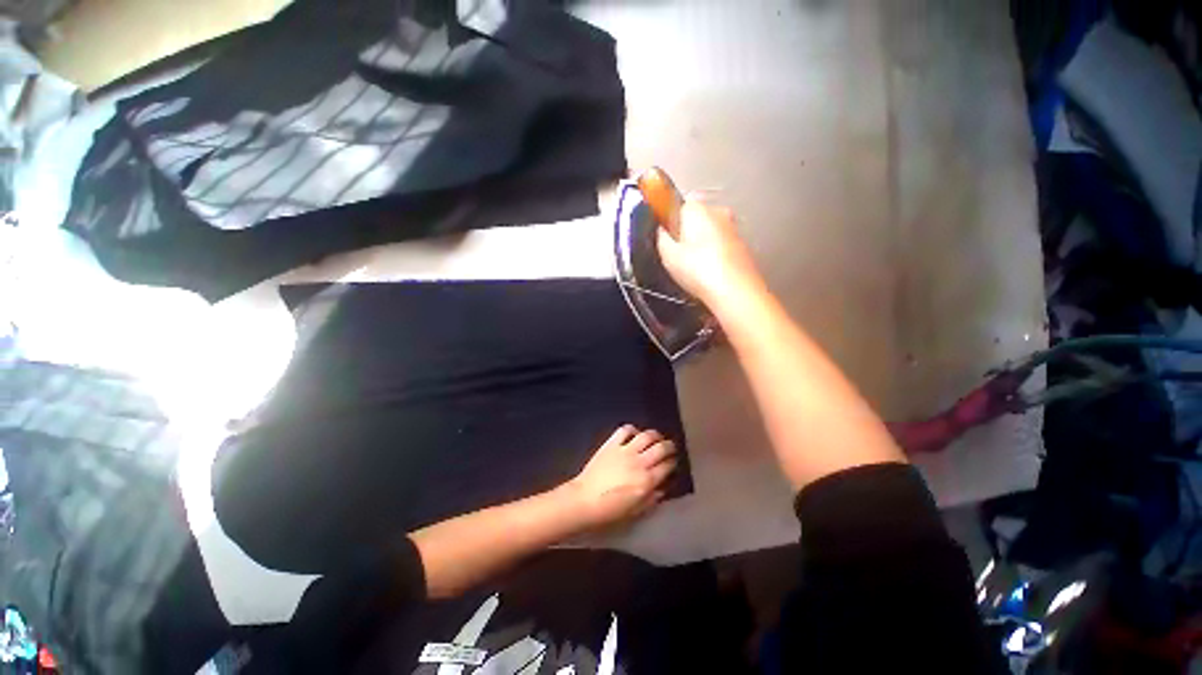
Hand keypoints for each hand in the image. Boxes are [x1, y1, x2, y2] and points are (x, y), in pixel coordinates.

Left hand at [566, 425, 677, 529]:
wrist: (585, 500)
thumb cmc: (610, 510)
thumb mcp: (636, 511)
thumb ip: (652, 498)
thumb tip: (662, 488)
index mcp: (647, 481)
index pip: (667, 466)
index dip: (673, 463)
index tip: (674, 462)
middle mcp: (640, 462)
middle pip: (661, 448)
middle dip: (669, 446)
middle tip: (670, 448)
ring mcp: (625, 450)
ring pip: (646, 436)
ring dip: (655, 435)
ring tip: (657, 437)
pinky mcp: (611, 444)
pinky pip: (625, 430)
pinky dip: (632, 429)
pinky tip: (635, 433)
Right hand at [656, 198, 765, 309]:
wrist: (735, 292)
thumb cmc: (702, 271)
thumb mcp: (668, 255)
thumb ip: (661, 238)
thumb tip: (662, 233)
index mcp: (697, 208)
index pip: (679, 205)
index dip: (670, 222)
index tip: (666, 237)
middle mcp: (718, 212)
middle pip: (697, 218)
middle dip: (687, 233)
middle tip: (678, 256)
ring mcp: (733, 229)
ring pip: (711, 233)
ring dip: (702, 246)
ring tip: (694, 269)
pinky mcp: (743, 247)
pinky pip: (722, 247)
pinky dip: (715, 257)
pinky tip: (708, 274)